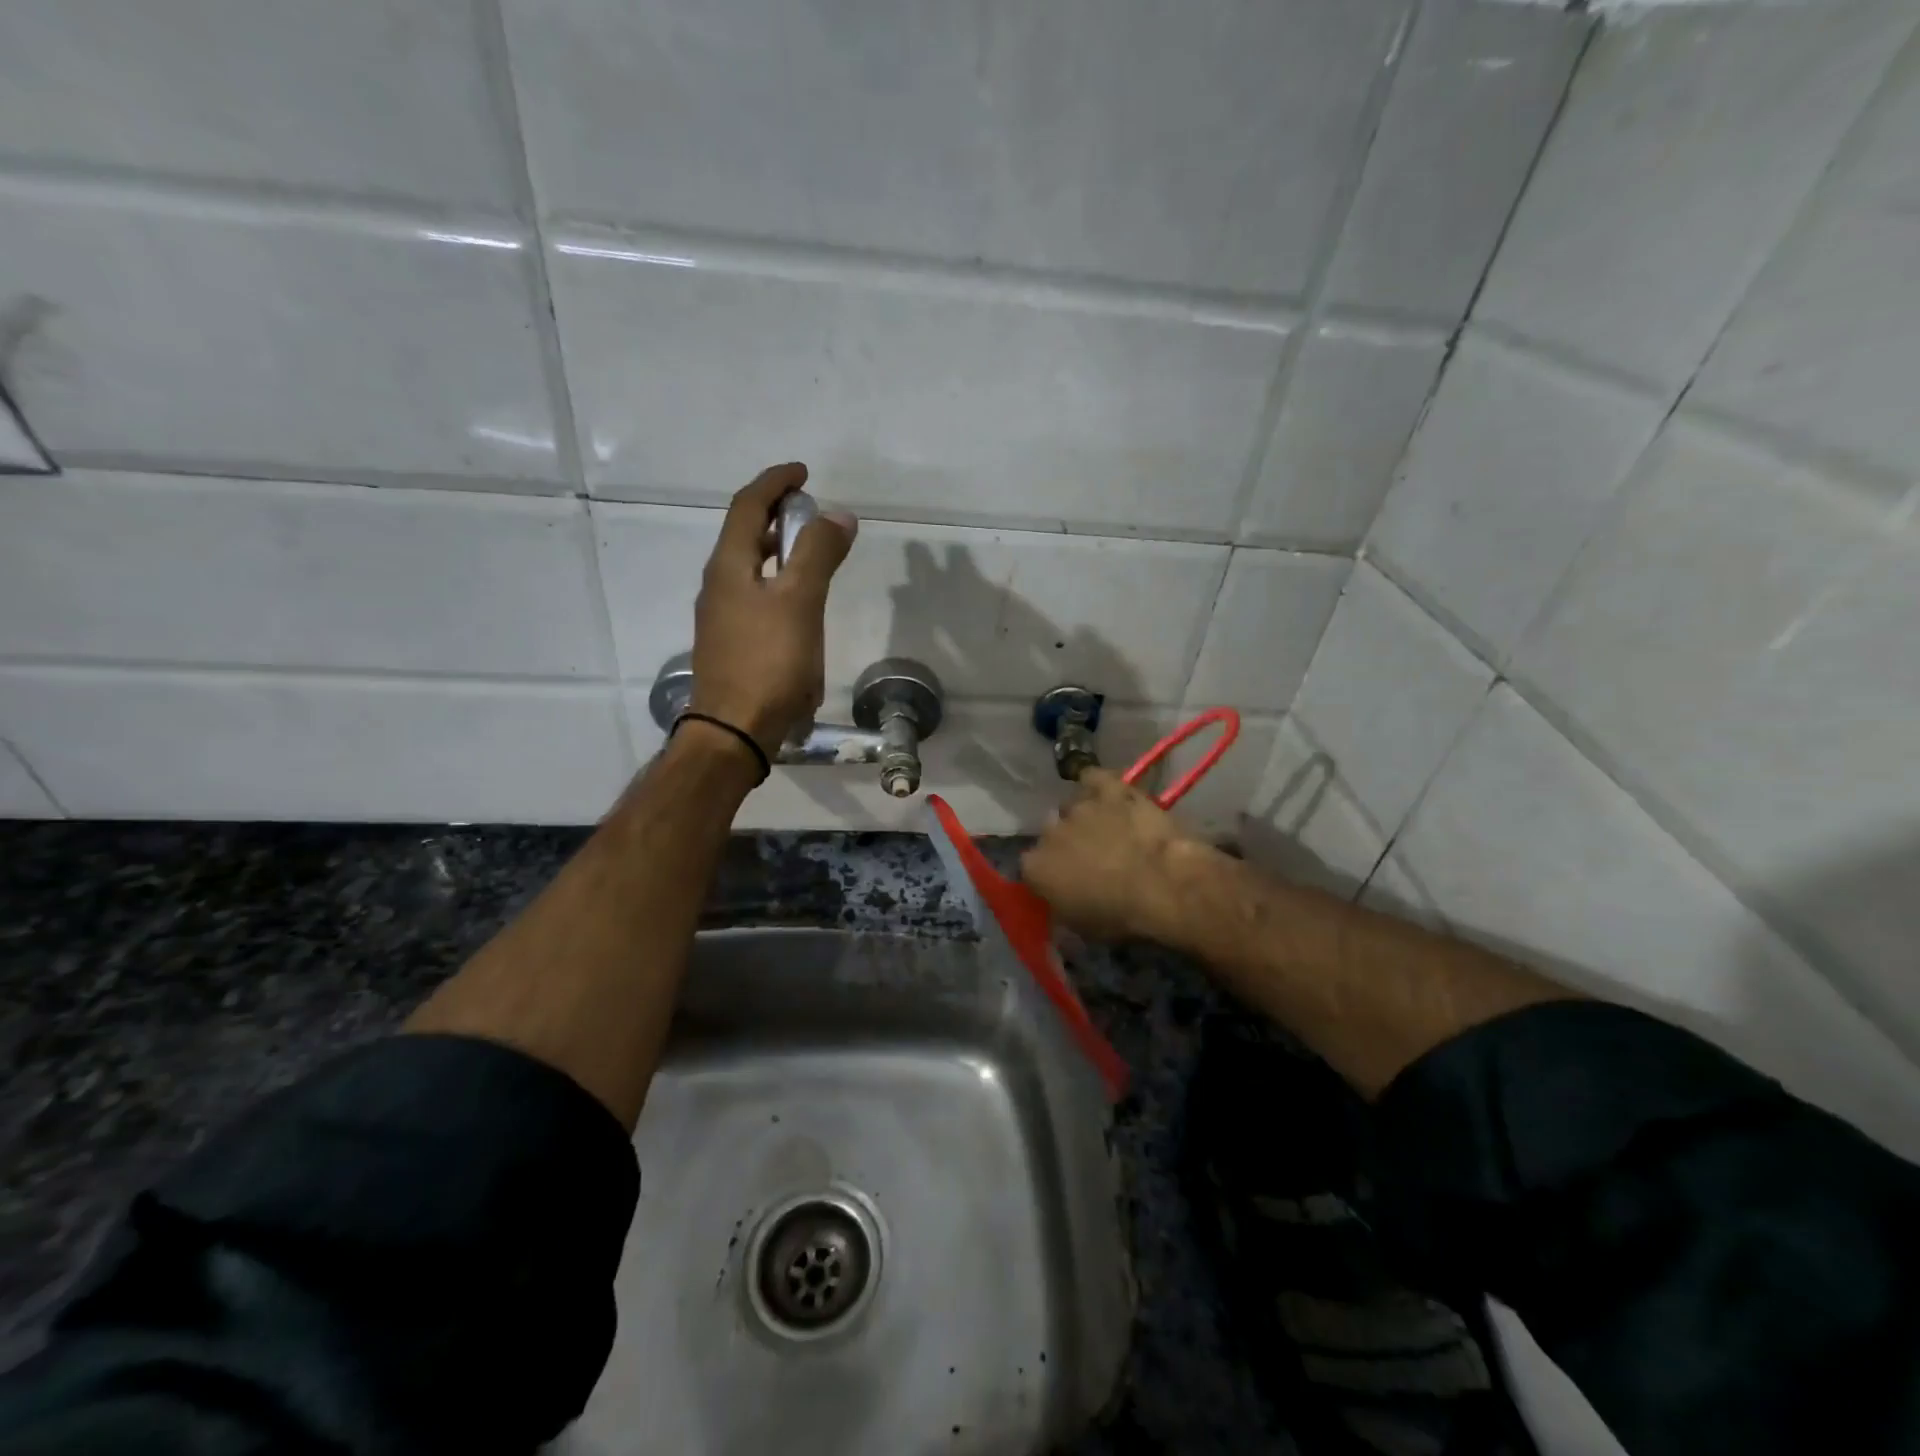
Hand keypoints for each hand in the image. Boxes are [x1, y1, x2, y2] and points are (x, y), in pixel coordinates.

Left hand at [689, 463, 856, 754]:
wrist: (734, 732)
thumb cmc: (768, 663)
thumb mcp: (799, 602)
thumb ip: (818, 554)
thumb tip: (838, 515)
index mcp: (729, 566)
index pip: (748, 506)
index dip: (775, 482)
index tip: (804, 473)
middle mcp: (718, 585)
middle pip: (744, 535)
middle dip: (776, 515)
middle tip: (810, 513)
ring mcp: (720, 617)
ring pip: (749, 568)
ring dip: (777, 551)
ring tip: (810, 556)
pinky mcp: (730, 645)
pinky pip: (753, 598)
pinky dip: (776, 585)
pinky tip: (798, 608)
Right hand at [1020, 768, 1219, 943]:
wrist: (1164, 885)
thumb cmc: (1122, 917)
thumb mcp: (1082, 929)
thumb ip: (1061, 910)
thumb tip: (1059, 907)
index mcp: (1035, 868)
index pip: (1031, 867)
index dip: (1049, 874)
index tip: (1066, 883)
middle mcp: (1049, 832)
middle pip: (1051, 833)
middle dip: (1066, 844)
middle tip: (1091, 859)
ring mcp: (1079, 806)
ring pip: (1072, 806)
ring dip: (1084, 817)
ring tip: (1108, 829)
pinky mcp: (1109, 788)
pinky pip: (1093, 777)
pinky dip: (1096, 783)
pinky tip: (1106, 792)